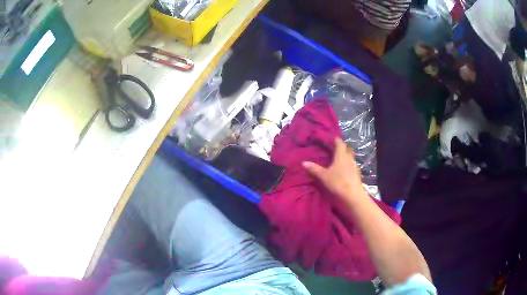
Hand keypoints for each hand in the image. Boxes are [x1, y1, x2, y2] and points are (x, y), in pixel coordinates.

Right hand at [302, 137, 366, 201]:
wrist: (353, 195)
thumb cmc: (338, 182)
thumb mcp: (324, 176)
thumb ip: (314, 169)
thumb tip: (303, 162)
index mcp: (341, 155)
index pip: (339, 143)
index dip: (335, 140)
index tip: (331, 138)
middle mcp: (349, 158)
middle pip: (346, 149)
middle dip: (340, 148)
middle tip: (332, 149)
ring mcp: (354, 166)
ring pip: (349, 157)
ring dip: (344, 156)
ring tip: (337, 159)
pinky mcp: (356, 174)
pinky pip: (351, 165)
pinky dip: (346, 165)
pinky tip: (343, 170)